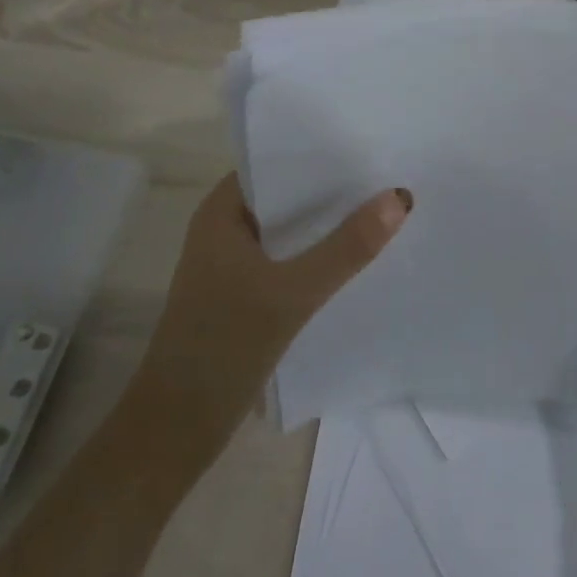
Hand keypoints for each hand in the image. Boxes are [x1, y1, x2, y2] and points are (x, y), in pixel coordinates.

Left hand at [124, 174, 411, 480]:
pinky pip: (288, 261)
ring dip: (327, 227)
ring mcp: (233, 265)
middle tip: (387, 179)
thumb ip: (346, 247)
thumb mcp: (292, 293)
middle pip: (286, 198)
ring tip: (381, 212)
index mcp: (220, 214)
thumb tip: (398, 198)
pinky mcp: (244, 295)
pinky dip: (318, 257)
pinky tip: (356, 261)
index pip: (274, 165)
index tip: (366, 148)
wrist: (177, 428)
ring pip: (289, 233)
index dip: (318, 157)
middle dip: (331, 192)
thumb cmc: (223, 346)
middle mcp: (224, 230)